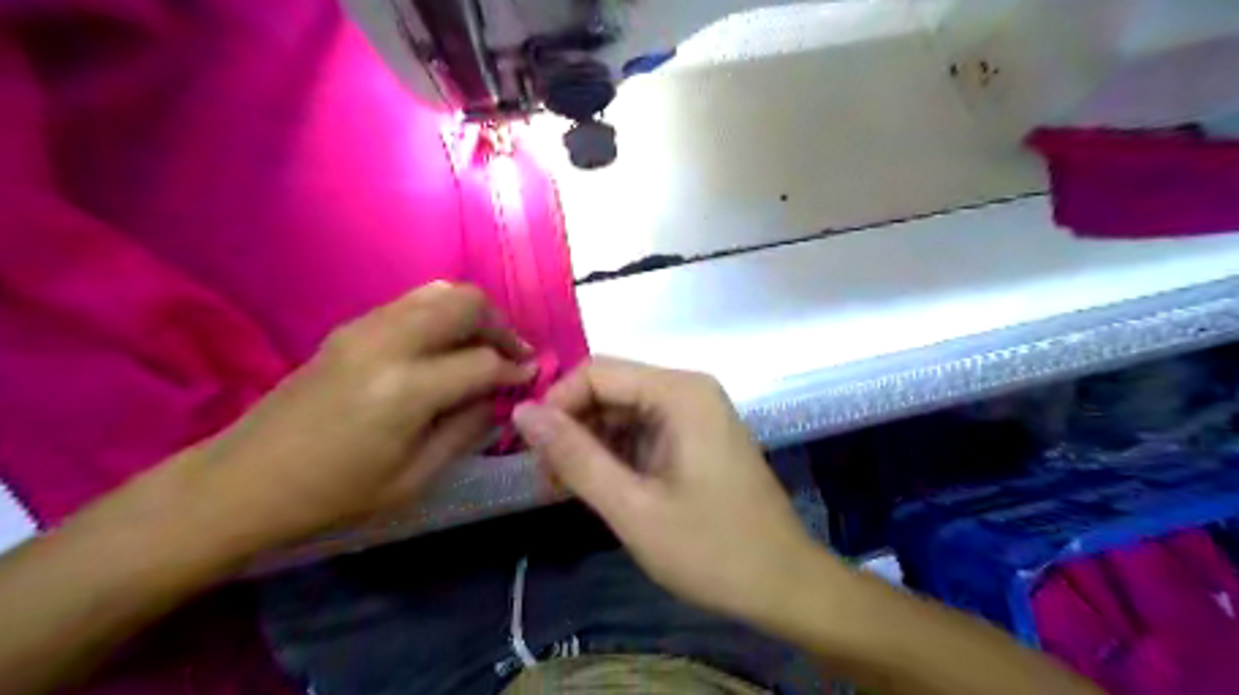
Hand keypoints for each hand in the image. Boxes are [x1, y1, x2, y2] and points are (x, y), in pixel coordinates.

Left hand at [188, 282, 532, 548]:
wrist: (242, 481)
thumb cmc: (334, 494)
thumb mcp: (415, 478)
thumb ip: (466, 429)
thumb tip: (500, 397)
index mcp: (406, 389)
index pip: (484, 361)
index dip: (516, 369)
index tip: (531, 378)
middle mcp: (389, 342)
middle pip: (466, 303)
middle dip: (501, 325)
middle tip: (513, 355)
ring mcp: (365, 327)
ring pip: (441, 292)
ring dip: (473, 315)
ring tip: (485, 347)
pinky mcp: (351, 327)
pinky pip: (413, 302)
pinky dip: (443, 315)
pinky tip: (446, 347)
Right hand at [511, 357, 820, 618]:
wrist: (784, 584)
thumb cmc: (712, 550)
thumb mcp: (633, 507)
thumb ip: (575, 457)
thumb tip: (522, 412)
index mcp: (679, 392)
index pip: (596, 372)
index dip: (556, 405)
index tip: (530, 454)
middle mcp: (687, 389)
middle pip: (609, 389)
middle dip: (572, 428)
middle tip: (547, 482)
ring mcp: (694, 412)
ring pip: (621, 411)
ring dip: (589, 444)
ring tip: (565, 491)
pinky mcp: (694, 436)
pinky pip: (641, 430)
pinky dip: (614, 454)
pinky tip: (599, 488)